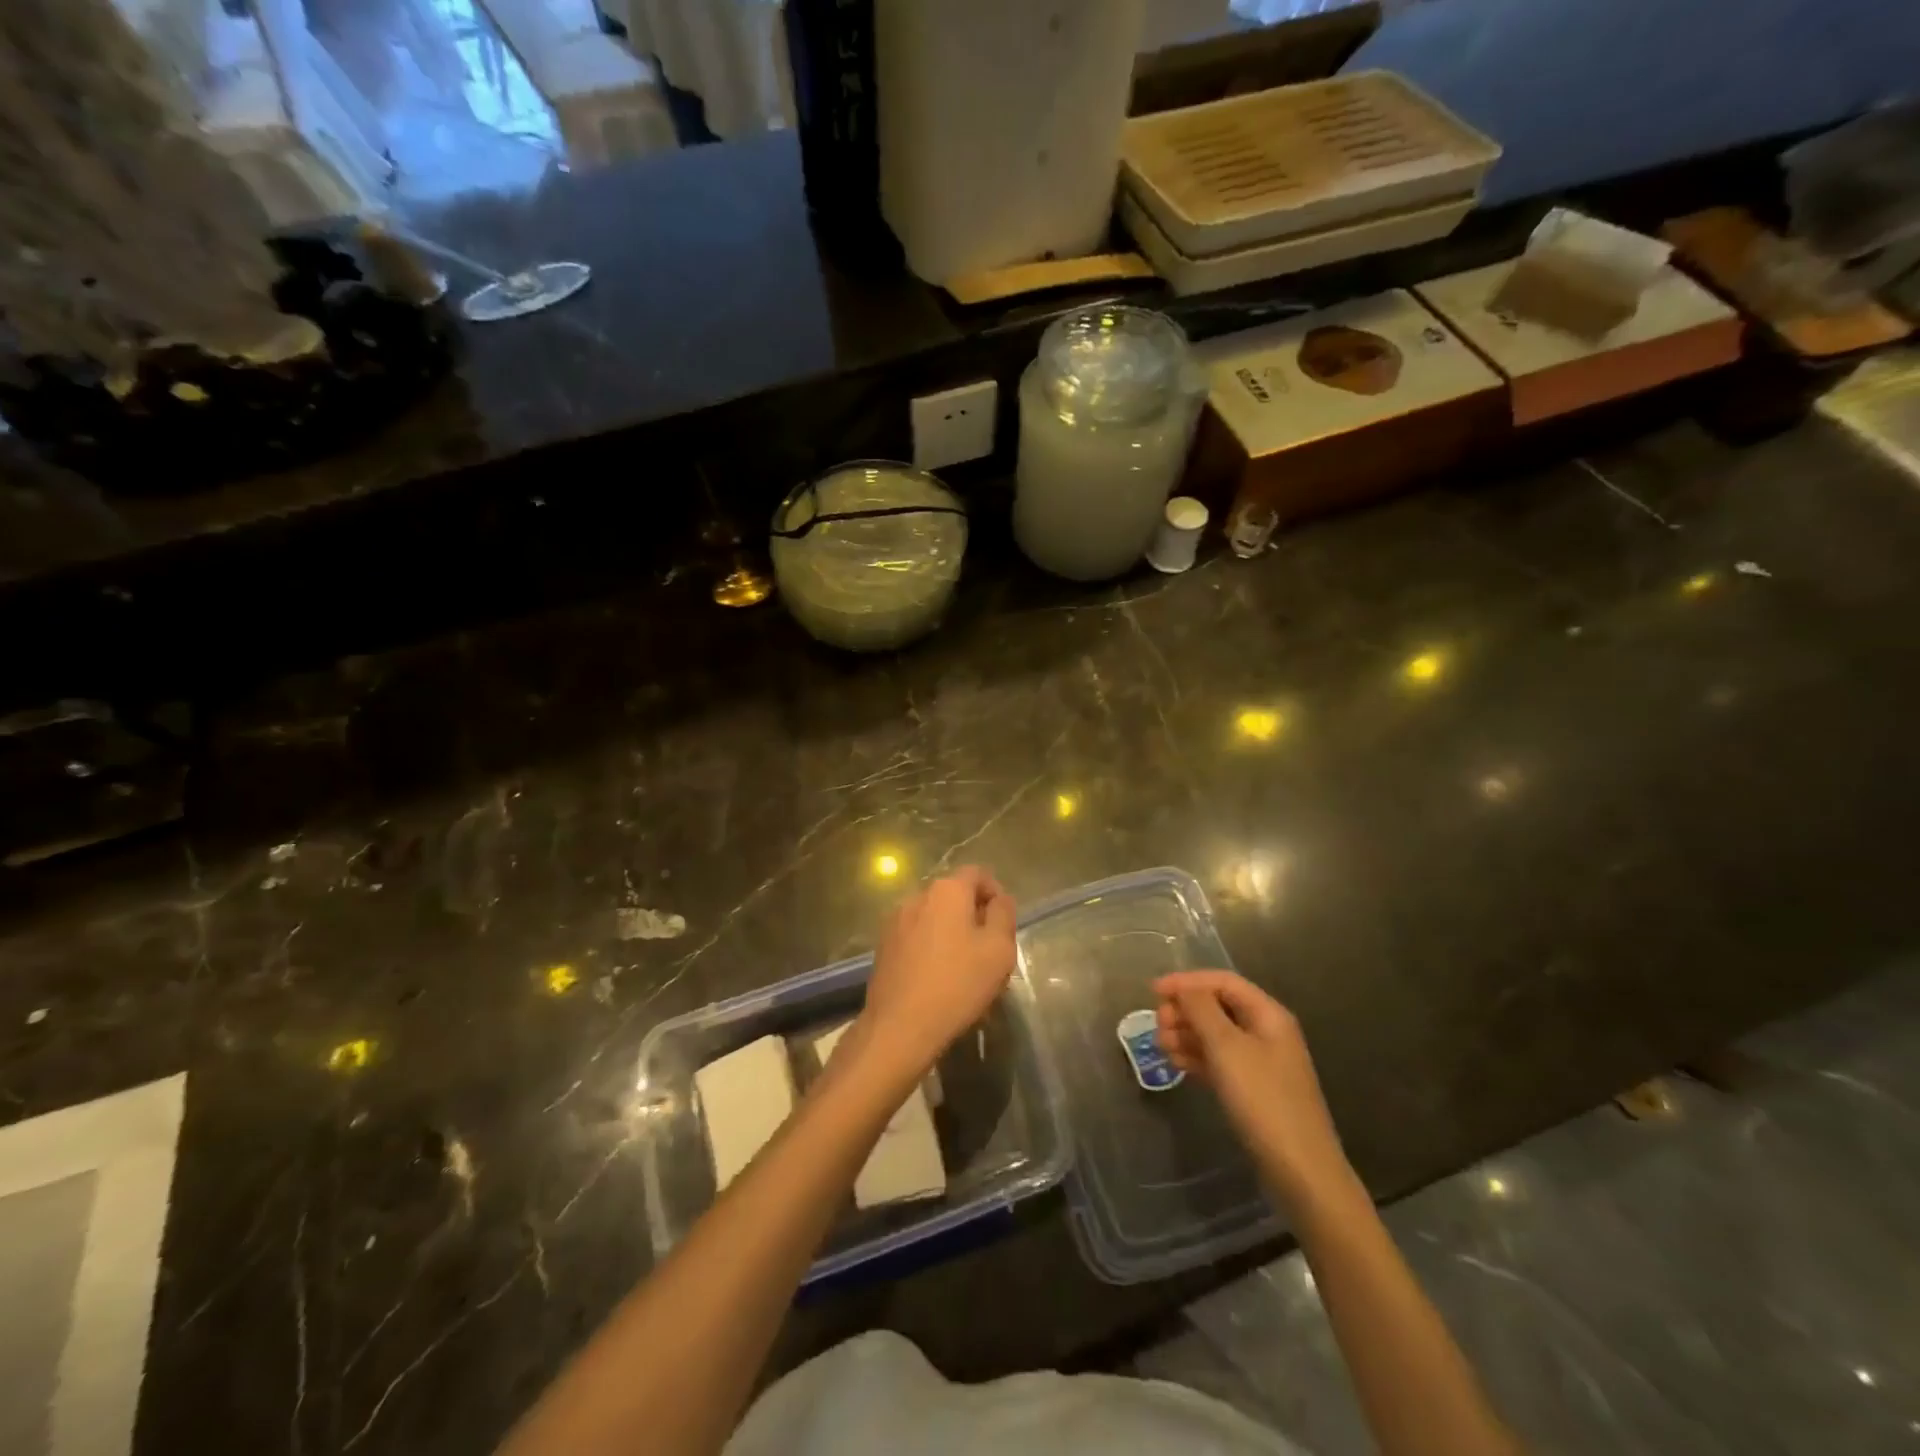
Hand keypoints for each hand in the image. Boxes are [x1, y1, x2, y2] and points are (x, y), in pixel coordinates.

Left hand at [854, 866, 1016, 1084]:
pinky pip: (916, 936)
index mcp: (947, 890)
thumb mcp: (999, 950)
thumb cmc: (958, 984)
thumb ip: (1004, 915)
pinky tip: (939, 978)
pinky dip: (931, 947)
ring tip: (964, 966)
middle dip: (974, 914)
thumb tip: (1000, 899)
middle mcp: (917, 896)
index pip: (978, 873)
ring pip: (934, 917)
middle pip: (954, 895)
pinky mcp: (883, 946)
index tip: (1004, 923)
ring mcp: (895, 921)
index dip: (996, 893)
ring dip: (951, 932)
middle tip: (989, 948)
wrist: (900, 1027)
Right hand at [1154, 970, 1349, 1203]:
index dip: (1187, 981)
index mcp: (1268, 1014)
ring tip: (1160, 1046)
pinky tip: (1176, 1064)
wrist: (1300, 1170)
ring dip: (1187, 1034)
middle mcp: (1267, 1032)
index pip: (1223, 982)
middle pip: (1219, 1007)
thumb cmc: (1262, 1099)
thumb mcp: (1227, 1048)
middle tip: (1157, 1024)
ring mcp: (1261, 1063)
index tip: (1153, 992)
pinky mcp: (1254, 1089)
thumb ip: (1201, 1010)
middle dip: (1185, 1010)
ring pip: (1217, 1035)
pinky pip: (1220, 1061)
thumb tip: (1183, 988)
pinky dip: (1197, 1057)